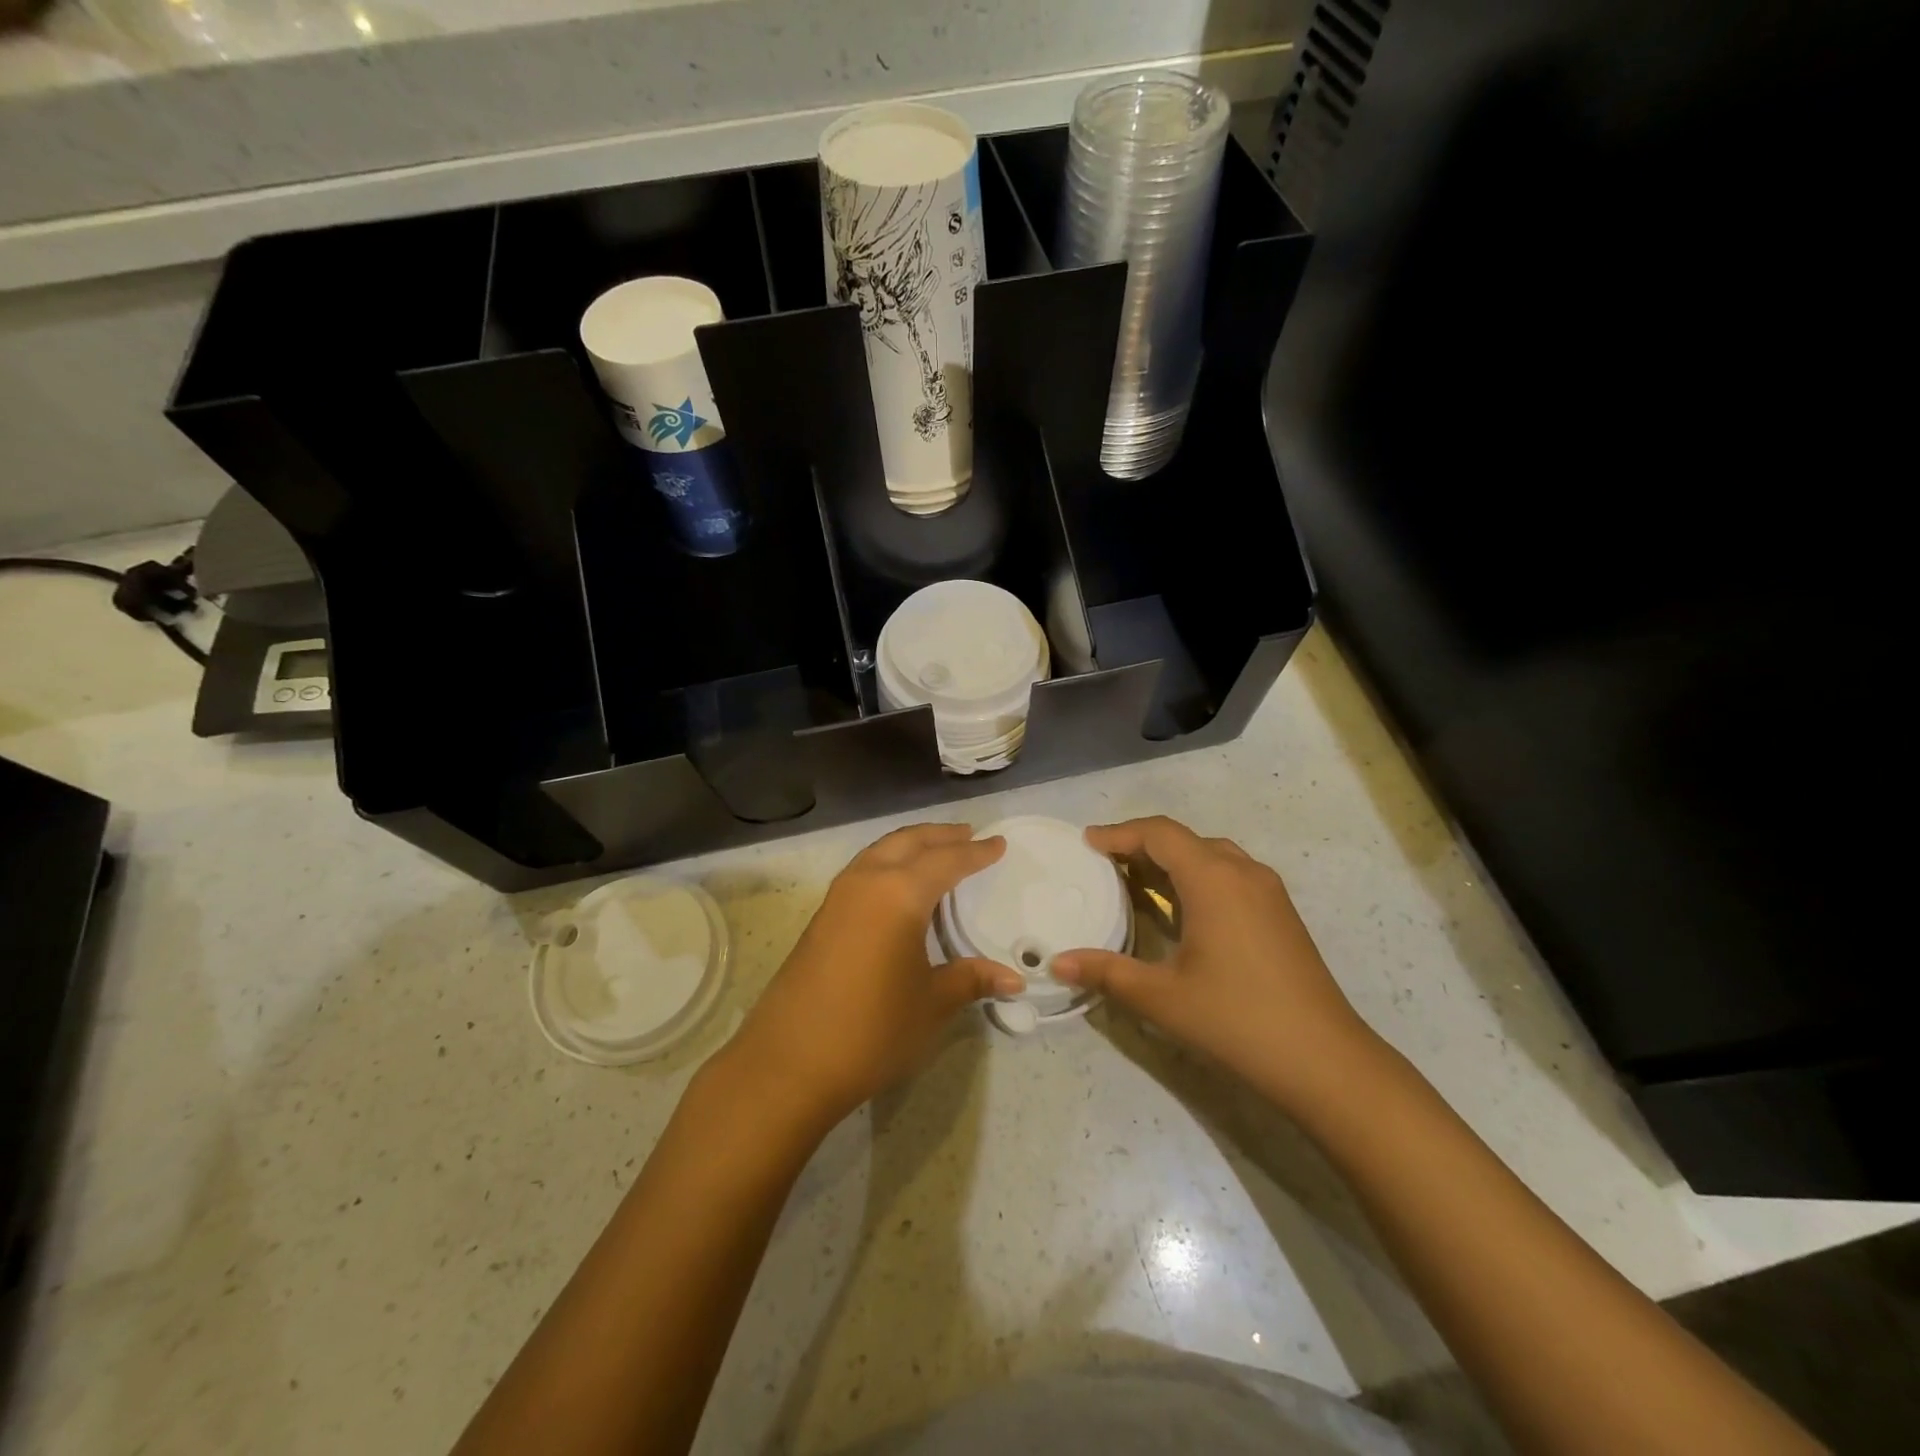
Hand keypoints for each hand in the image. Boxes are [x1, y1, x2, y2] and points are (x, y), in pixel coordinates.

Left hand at [726, 824, 1020, 1131]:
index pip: (946, 861)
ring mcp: (838, 897)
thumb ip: (971, 979)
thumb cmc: (872, 1029)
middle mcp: (867, 881)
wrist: (789, 1062)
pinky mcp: (822, 916)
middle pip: (908, 842)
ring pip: (880, 851)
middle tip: (969, 834)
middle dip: (940, 835)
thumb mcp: (931, 1004)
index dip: (976, 852)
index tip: (999, 843)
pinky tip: (899, 884)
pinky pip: (863, 869)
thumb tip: (1014, 980)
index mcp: (899, 894)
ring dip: (911, 845)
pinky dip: (889, 862)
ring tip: (937, 851)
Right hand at [1053, 816, 1381, 1114]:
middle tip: (1105, 863)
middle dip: (1142, 844)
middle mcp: (1243, 872)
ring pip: (1211, 855)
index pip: (1160, 833)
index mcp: (1214, 879)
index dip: (1120, 833)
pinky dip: (1197, 877)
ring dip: (1172, 860)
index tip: (1087, 842)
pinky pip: (1230, 875)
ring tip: (1137, 882)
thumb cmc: (1237, 1019)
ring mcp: (1268, 892)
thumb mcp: (1162, 997)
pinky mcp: (1281, 913)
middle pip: (1185, 839)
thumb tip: (1057, 963)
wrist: (1326, 1061)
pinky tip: (1182, 910)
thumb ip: (1107, 972)